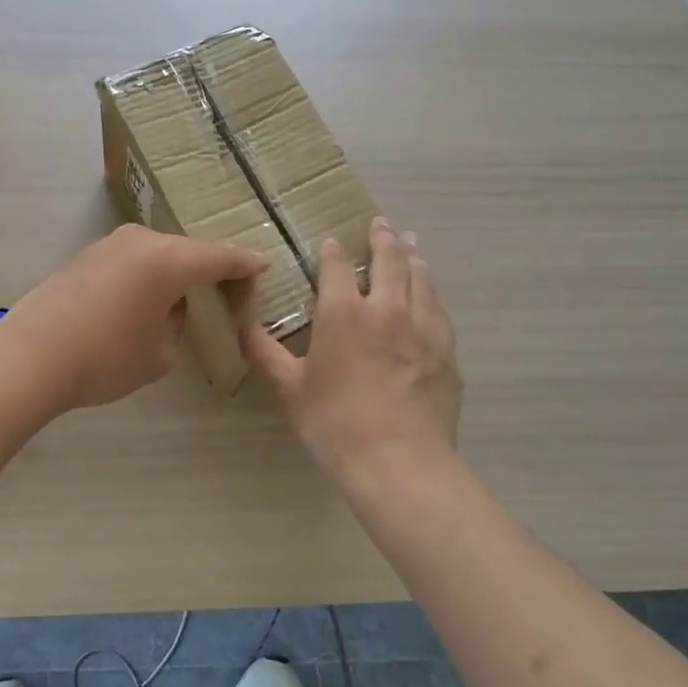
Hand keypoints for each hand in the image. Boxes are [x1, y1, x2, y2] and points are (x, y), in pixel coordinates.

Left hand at [0, 225, 268, 410]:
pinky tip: (144, 300)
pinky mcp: (87, 255)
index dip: (245, 264)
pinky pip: (133, 260)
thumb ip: (177, 324)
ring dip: (175, 273)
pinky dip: (147, 275)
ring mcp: (111, 244)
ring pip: (158, 254)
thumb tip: (169, 308)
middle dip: (209, 271)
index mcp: (171, 259)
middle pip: (189, 252)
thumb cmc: (106, 357)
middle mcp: (143, 241)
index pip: (221, 258)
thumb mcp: (160, 353)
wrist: (30, 355)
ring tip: (184, 299)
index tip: (264, 266)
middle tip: (226, 293)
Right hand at [241, 217, 460, 484]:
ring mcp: (423, 327)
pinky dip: (432, 292)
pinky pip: (439, 309)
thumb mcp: (290, 389)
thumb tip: (241, 327)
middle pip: (389, 260)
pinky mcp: (446, 350)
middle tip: (382, 223)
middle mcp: (387, 308)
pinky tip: (431, 296)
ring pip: (421, 278)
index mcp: (343, 313)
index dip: (333, 251)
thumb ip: (265, 353)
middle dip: (383, 238)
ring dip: (413, 257)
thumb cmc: (335, 424)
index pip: (337, 266)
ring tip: (412, 244)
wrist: (400, 463)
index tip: (332, 241)